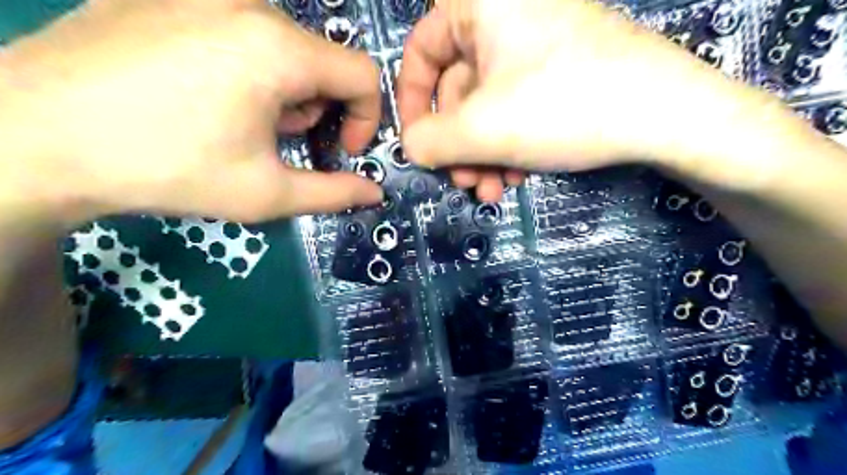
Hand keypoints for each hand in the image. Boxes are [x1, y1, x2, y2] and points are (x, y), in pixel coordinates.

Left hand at [0, 0, 381, 226]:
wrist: (32, 135)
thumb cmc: (167, 168)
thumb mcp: (266, 193)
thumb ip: (333, 193)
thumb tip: (374, 193)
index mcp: (279, 49)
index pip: (364, 74)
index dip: (366, 118)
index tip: (341, 150)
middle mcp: (249, 4)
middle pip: (324, 61)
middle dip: (319, 109)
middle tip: (281, 142)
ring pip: (285, 45)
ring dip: (286, 91)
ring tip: (243, 122)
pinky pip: (242, 29)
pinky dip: (250, 67)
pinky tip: (208, 95)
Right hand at [398, 0, 795, 199]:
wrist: (667, 116)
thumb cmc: (564, 107)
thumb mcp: (482, 129)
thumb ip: (429, 141)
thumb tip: (408, 147)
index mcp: (482, 7)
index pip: (421, 49)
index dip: (412, 100)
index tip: (416, 142)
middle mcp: (507, 18)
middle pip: (457, 89)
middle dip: (457, 145)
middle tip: (464, 182)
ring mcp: (537, 48)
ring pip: (487, 107)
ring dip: (482, 154)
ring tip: (493, 190)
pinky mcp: (560, 74)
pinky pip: (516, 109)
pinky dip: (509, 146)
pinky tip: (518, 175)